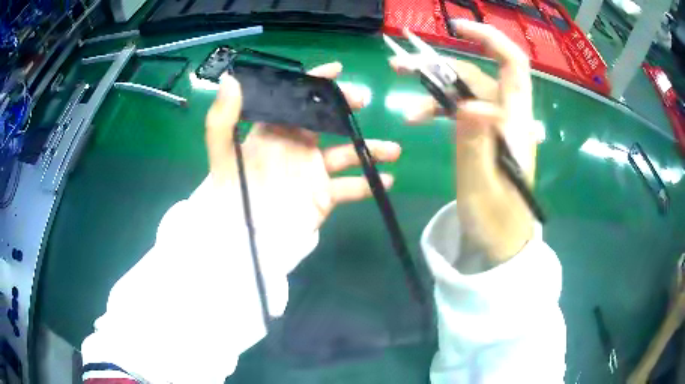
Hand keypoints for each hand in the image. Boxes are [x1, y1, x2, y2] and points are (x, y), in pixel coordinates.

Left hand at [204, 62, 401, 235]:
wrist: (243, 237)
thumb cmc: (231, 194)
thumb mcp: (222, 155)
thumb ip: (223, 119)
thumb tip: (231, 80)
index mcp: (273, 132)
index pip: (294, 100)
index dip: (314, 83)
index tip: (335, 70)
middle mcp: (295, 146)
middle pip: (325, 120)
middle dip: (345, 107)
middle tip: (361, 100)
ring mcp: (311, 171)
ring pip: (346, 153)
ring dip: (370, 149)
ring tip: (392, 150)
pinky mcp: (322, 196)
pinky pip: (349, 188)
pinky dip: (367, 184)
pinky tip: (385, 180)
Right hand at [391, 20, 539, 264]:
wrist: (501, 242)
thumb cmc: (496, 219)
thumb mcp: (482, 185)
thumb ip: (477, 143)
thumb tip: (469, 102)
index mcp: (514, 121)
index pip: (512, 64)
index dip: (489, 39)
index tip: (456, 29)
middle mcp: (506, 115)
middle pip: (477, 75)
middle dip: (439, 66)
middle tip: (399, 67)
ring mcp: (494, 126)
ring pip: (465, 92)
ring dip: (434, 90)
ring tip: (404, 100)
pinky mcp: (483, 136)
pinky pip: (461, 110)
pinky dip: (439, 109)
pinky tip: (418, 117)